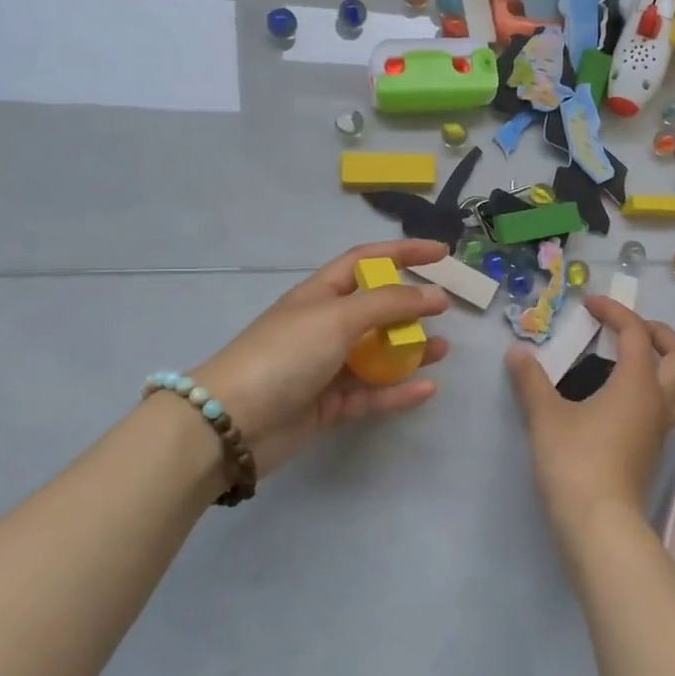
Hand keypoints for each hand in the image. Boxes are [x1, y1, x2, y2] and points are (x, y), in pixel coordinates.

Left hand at [190, 241, 452, 472]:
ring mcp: (325, 366)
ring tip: (442, 351)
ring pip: (377, 354)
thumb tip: (435, 296)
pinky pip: (371, 394)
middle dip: (409, 308)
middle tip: (442, 312)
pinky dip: (398, 391)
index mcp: (320, 294)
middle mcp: (323, 326)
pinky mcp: (328, 405)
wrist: (232, 423)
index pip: (367, 261)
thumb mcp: (338, 317)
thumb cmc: (285, 354)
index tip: (441, 253)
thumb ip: (390, 304)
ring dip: (409, 351)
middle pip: (374, 308)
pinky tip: (428, 389)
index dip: (403, 252)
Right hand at [505, 297, 674, 539]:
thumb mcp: (546, 416)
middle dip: (658, 333)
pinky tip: (623, 397)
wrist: (599, 524)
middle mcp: (658, 401)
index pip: (636, 333)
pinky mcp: (653, 449)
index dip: (614, 311)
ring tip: (631, 359)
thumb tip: (517, 353)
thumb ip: (531, 381)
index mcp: (638, 383)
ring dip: (664, 363)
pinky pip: (668, 407)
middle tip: (627, 328)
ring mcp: (660, 428)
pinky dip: (654, 389)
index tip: (589, 304)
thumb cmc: (575, 462)